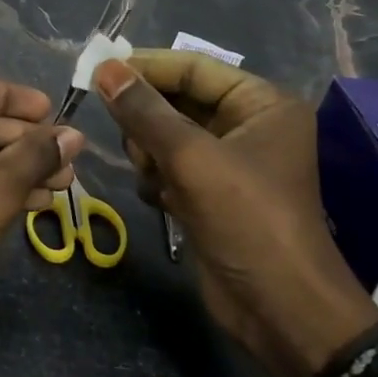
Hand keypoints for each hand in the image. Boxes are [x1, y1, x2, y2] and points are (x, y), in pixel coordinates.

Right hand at [92, 51, 377, 376]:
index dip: (146, 67)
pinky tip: (160, 200)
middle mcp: (247, 126)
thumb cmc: (247, 220)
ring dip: (150, 154)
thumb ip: (145, 111)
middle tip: (132, 140)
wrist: (279, 310)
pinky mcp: (210, 194)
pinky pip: (168, 167)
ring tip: (153, 176)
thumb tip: (105, 68)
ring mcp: (227, 163)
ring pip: (165, 136)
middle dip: (148, 121)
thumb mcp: (192, 158)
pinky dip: (156, 178)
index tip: (98, 70)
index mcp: (261, 105)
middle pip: (176, 101)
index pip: (193, 68)